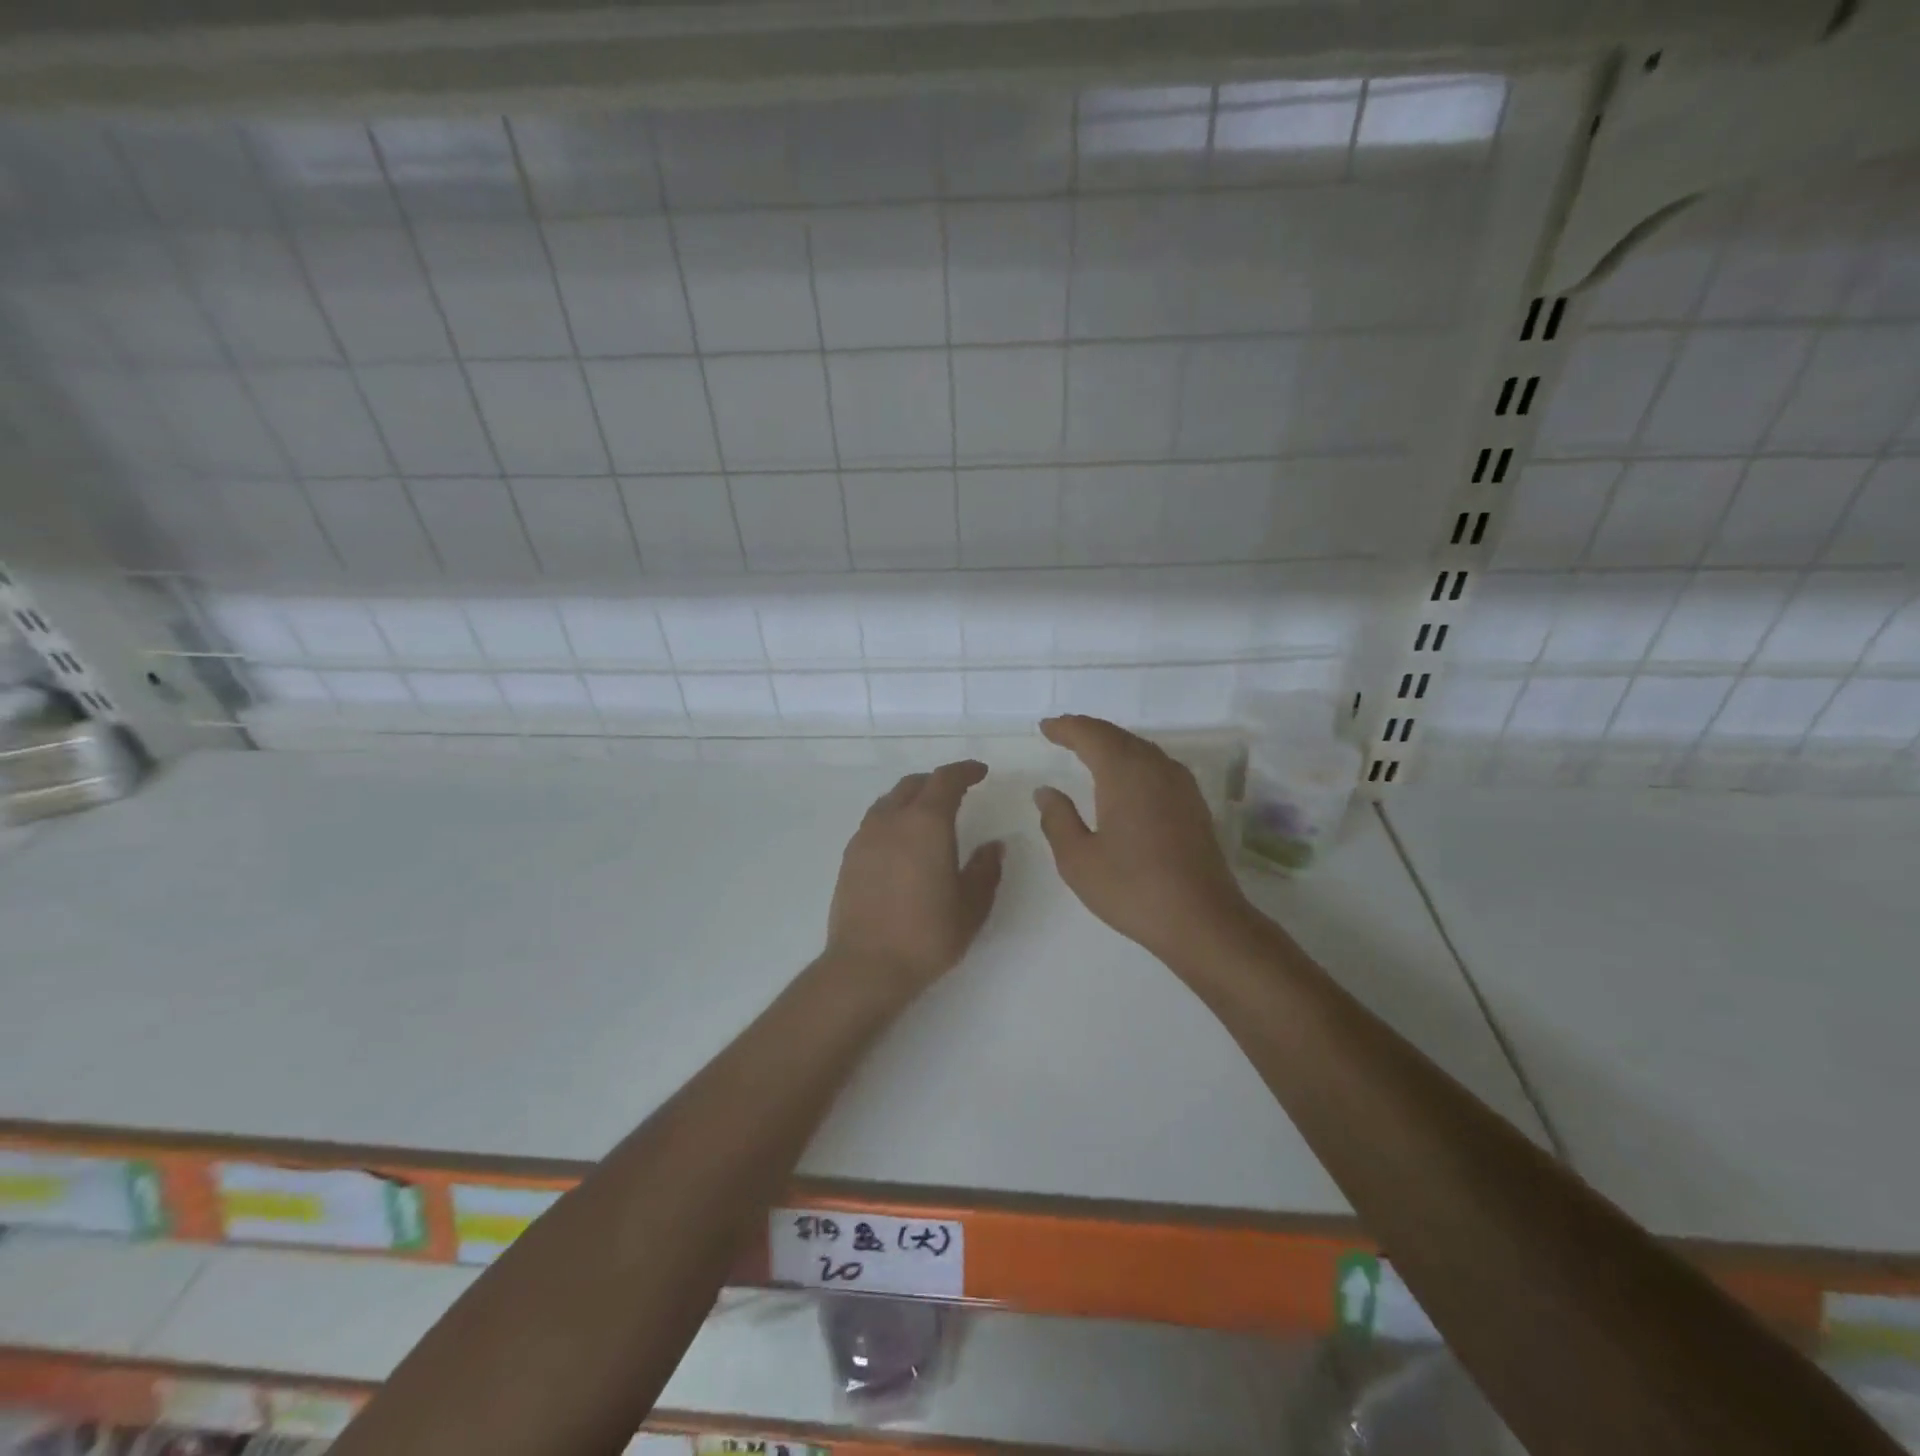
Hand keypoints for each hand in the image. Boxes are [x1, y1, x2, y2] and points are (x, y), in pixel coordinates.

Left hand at [826, 760, 1004, 989]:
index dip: (965, 771)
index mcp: (926, 823)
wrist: (866, 965)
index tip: (980, 772)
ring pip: (890, 801)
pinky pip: (874, 822)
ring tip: (927, 814)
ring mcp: (865, 837)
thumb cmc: (927, 934)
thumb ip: (985, 869)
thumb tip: (994, 845)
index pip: (946, 780)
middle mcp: (892, 820)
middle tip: (957, 792)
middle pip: (914, 784)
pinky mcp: (849, 857)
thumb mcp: (971, 905)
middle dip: (937, 782)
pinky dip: (893, 818)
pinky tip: (901, 842)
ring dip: (911, 798)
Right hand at [1033, 716, 1251, 960]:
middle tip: (1063, 733)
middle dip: (1088, 732)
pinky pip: (1156, 766)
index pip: (1091, 735)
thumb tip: (1045, 792)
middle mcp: (1155, 768)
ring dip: (1112, 744)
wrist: (1202, 920)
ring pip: (1141, 749)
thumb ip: (1058, 819)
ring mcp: (1180, 785)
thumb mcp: (1078, 859)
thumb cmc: (1132, 888)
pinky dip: (1133, 761)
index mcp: (1124, 773)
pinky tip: (1126, 779)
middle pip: (1118, 736)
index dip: (1066, 727)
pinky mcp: (1193, 804)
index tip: (1045, 728)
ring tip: (1089, 751)